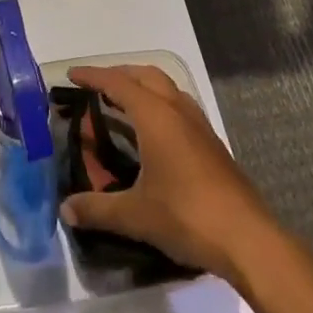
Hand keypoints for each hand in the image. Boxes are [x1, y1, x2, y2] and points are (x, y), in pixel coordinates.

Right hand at [57, 64, 278, 283]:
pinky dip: (159, 104)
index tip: (72, 74)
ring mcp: (199, 125)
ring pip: (167, 88)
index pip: (118, 83)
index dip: (93, 76)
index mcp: (155, 116)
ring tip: (123, 103)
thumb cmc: (186, 216)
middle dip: (120, 74)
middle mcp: (177, 110)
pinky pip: (179, 106)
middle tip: (96, 86)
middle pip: (145, 75)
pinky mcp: (211, 143)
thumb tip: (66, 209)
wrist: (246, 238)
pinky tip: (154, 132)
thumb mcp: (135, 215)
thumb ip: (98, 209)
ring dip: (143, 86)